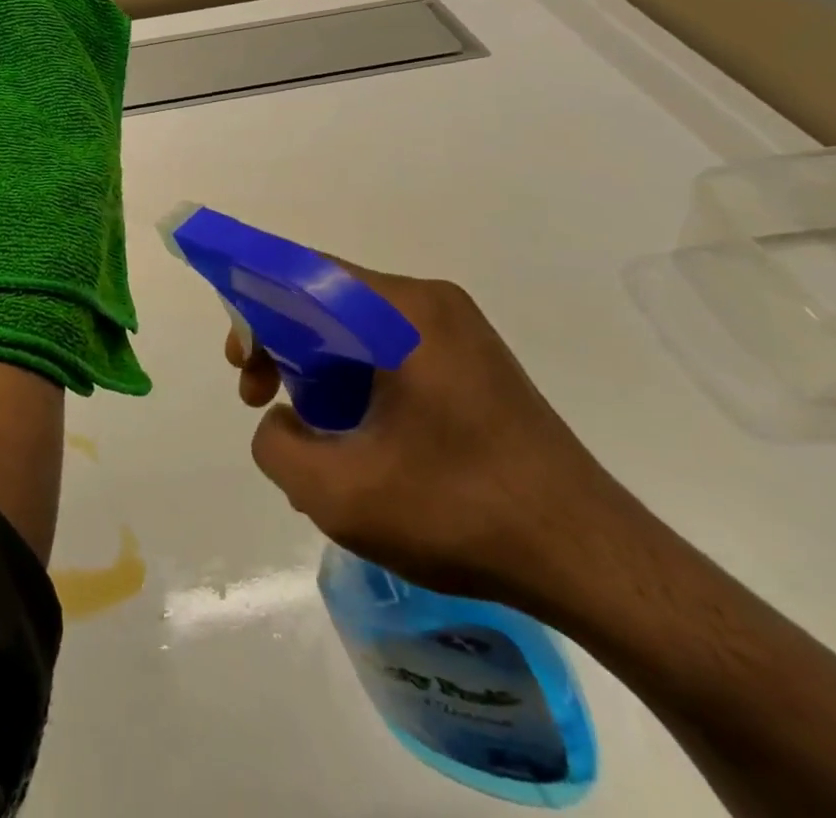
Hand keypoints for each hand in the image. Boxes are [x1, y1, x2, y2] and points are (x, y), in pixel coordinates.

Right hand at [228, 265, 627, 607]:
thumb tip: (281, 421)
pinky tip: (358, 444)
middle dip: (284, 348)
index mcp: (402, 311)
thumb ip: (277, 446)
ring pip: (357, 332)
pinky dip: (356, 386)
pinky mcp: (474, 366)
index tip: (243, 363)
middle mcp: (431, 304)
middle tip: (264, 403)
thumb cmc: (461, 511)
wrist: (592, 560)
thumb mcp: (339, 493)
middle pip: (329, 303)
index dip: (255, 305)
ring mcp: (458, 334)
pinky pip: (391, 355)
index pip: (303, 274)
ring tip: (314, 439)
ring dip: (319, 374)